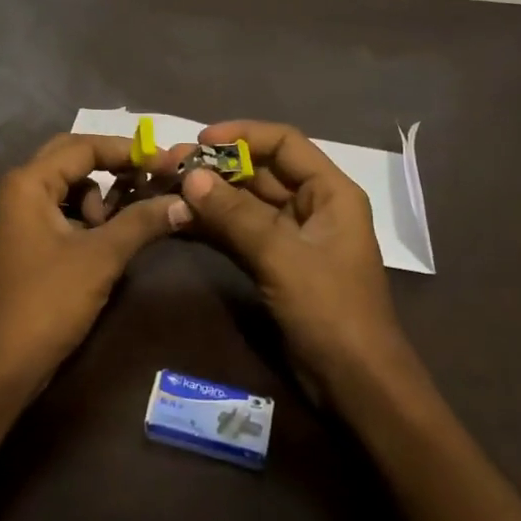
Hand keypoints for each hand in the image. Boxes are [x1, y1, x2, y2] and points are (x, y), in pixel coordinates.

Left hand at [0, 133, 190, 402]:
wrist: (3, 364)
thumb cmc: (48, 301)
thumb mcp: (101, 257)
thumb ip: (142, 222)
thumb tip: (186, 201)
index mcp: (29, 182)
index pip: (85, 146)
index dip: (128, 150)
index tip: (168, 161)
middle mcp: (20, 188)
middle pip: (74, 158)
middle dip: (114, 166)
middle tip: (151, 178)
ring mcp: (21, 215)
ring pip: (70, 186)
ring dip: (102, 196)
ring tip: (127, 222)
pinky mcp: (28, 239)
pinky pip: (64, 210)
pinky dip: (90, 216)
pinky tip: (110, 237)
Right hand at [178, 119, 419, 397]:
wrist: (355, 386)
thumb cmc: (331, 312)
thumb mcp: (283, 258)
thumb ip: (236, 216)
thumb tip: (190, 176)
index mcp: (330, 192)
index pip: (284, 143)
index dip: (243, 134)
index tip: (199, 140)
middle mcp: (311, 206)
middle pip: (260, 171)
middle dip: (216, 167)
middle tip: (169, 166)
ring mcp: (291, 237)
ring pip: (244, 202)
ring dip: (208, 195)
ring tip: (165, 188)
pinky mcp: (274, 264)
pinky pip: (238, 232)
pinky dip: (212, 225)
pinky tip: (178, 219)